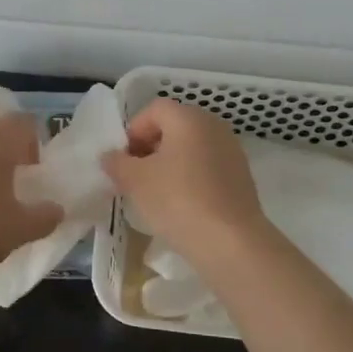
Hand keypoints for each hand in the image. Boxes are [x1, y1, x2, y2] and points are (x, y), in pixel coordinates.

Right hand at [100, 99, 266, 261]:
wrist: (231, 242)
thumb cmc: (178, 200)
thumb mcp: (135, 181)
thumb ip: (117, 163)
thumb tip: (110, 156)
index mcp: (188, 118)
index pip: (154, 109)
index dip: (134, 130)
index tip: (124, 159)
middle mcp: (214, 126)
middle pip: (174, 126)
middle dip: (151, 147)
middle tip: (136, 176)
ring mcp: (231, 151)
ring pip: (191, 148)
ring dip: (171, 164)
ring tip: (157, 193)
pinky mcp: (241, 176)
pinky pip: (207, 167)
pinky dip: (191, 178)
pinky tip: (182, 205)